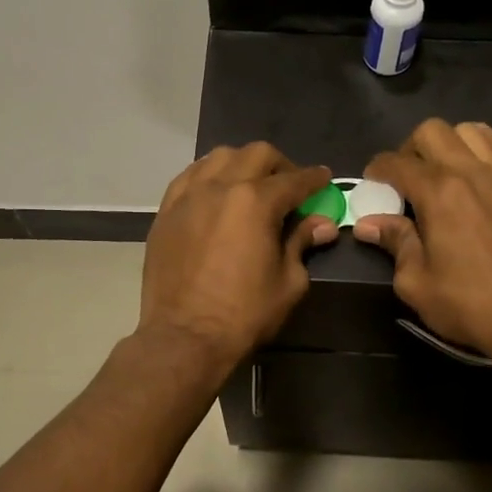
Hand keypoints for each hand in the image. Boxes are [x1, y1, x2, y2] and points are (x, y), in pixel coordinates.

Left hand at [139, 143, 337, 369]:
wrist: (185, 337)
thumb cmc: (244, 314)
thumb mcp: (288, 282)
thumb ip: (302, 243)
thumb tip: (321, 224)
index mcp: (256, 202)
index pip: (294, 179)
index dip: (314, 179)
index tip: (324, 179)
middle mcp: (221, 187)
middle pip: (257, 155)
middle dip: (280, 165)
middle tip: (289, 186)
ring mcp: (188, 196)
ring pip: (219, 157)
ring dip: (242, 163)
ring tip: (250, 184)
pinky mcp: (166, 211)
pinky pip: (190, 176)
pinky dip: (209, 176)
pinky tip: (216, 192)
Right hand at [354, 120, 491, 361]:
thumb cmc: (469, 305)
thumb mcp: (416, 282)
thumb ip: (394, 243)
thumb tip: (368, 223)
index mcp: (439, 193)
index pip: (397, 163)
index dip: (377, 170)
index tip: (371, 184)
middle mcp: (470, 172)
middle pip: (432, 131)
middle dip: (409, 148)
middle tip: (405, 179)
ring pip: (470, 130)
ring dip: (448, 143)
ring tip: (441, 170)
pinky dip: (487, 144)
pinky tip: (477, 164)